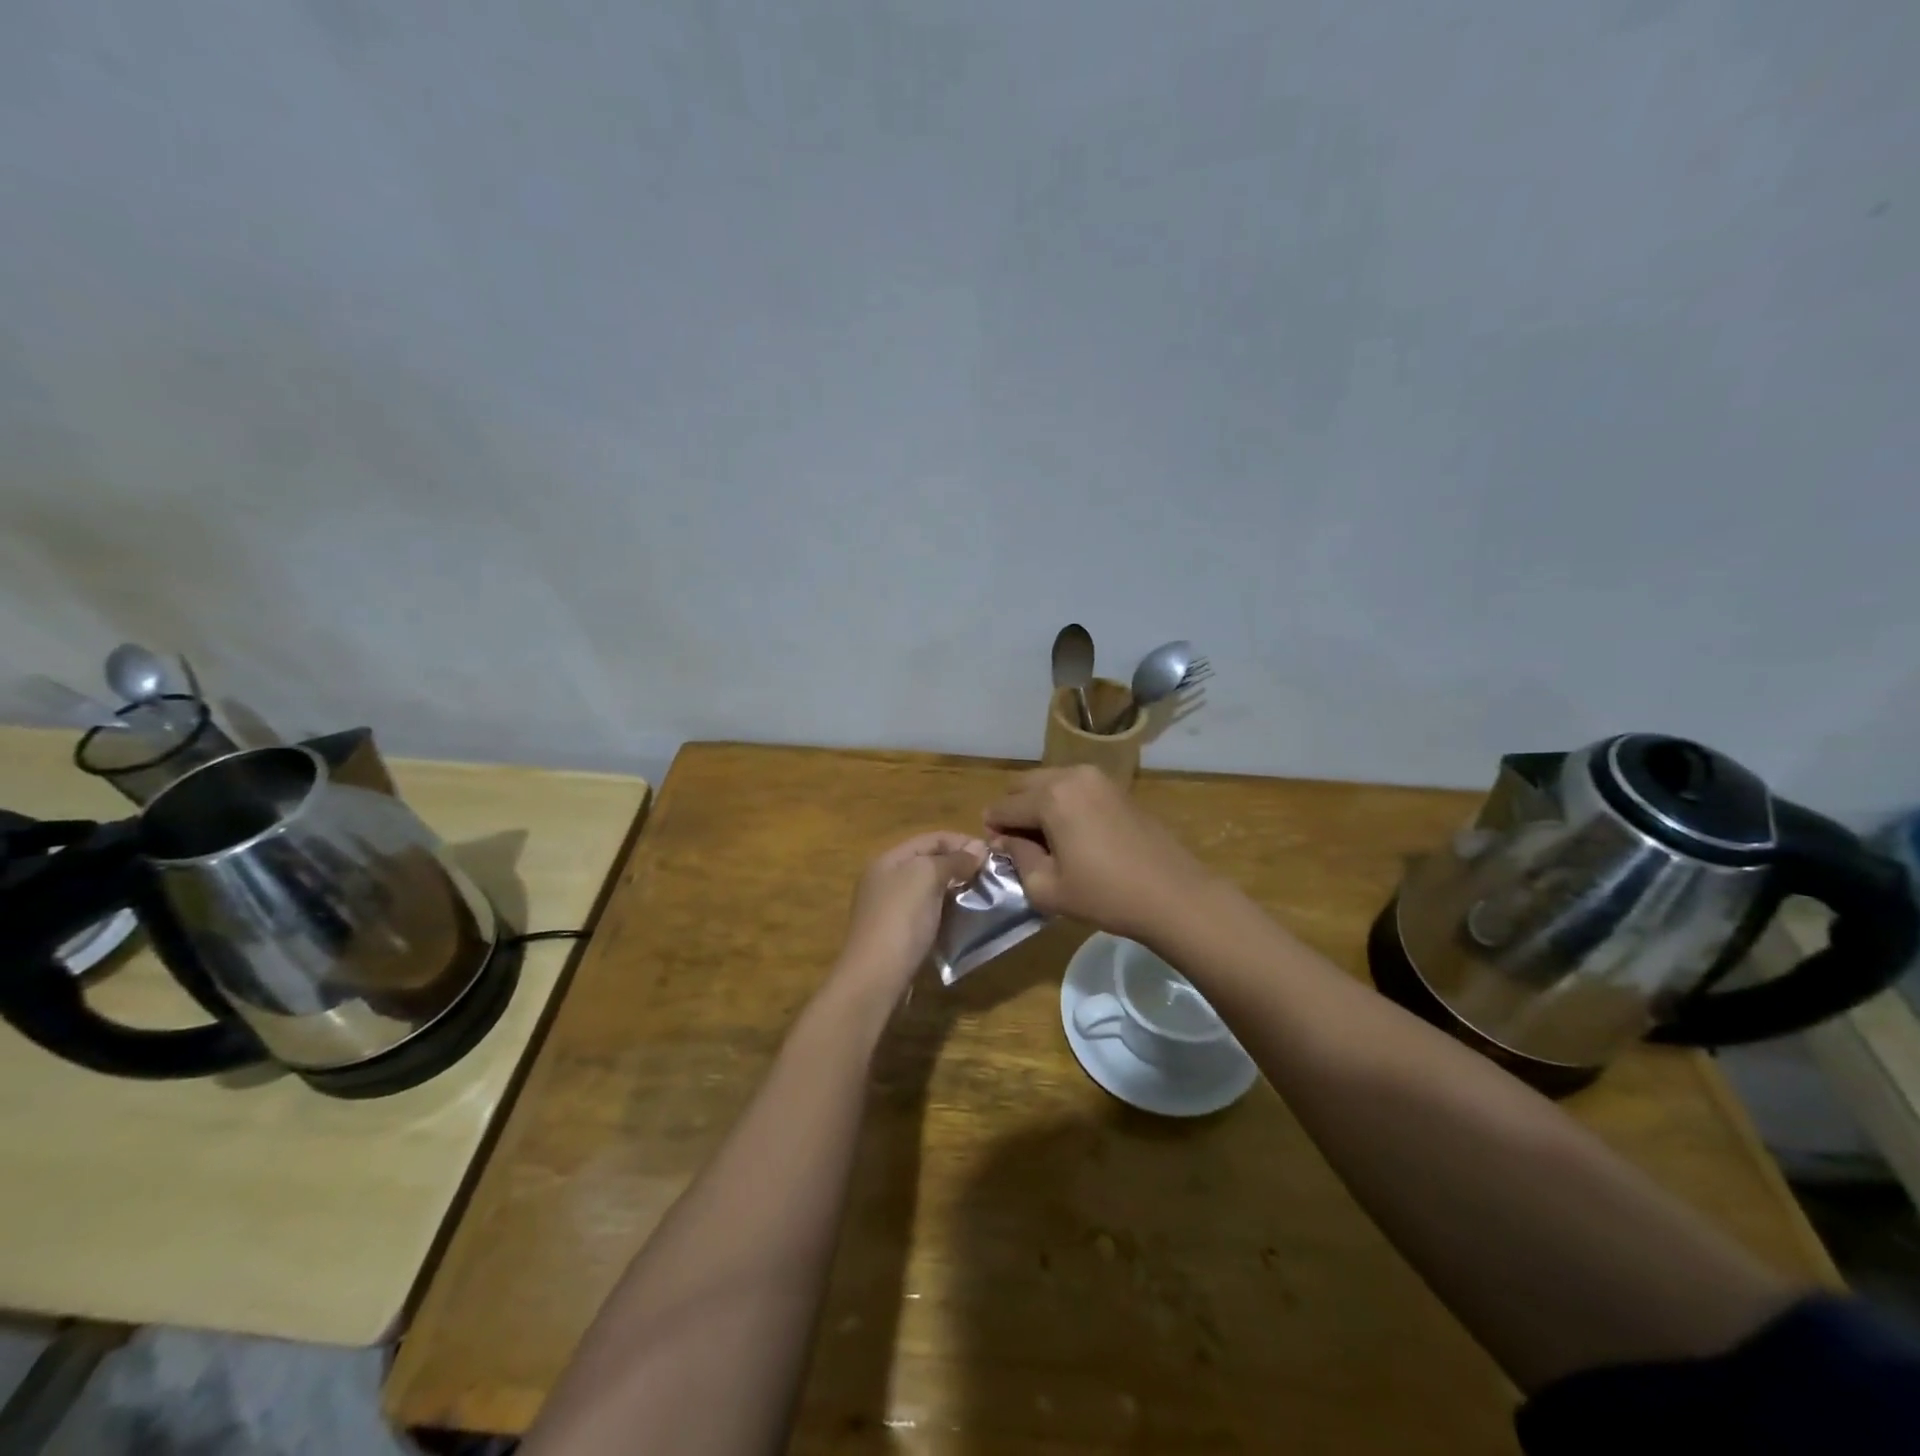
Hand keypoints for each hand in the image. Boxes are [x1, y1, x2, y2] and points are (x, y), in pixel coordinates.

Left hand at [834, 831, 987, 997]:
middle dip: (960, 865)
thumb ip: (952, 860)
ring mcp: (890, 910)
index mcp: (888, 860)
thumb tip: (978, 848)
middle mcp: (886, 880)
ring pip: (930, 890)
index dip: (961, 842)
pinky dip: (947, 912)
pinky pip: (928, 913)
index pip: (931, 839)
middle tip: (991, 876)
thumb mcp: (926, 877)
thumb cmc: (901, 919)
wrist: (875, 978)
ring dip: (956, 890)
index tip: (992, 854)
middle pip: (929, 863)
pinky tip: (964, 919)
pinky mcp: (898, 936)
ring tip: (983, 896)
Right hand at [984, 766, 1214, 943]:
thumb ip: (1018, 857)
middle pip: (1023, 785)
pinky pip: (1074, 786)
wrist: (1173, 894)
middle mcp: (1071, 775)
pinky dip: (1062, 802)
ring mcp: (1097, 777)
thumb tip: (1006, 840)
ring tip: (1046, 840)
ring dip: (1038, 803)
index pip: (1004, 807)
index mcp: (1050, 797)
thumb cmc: (1105, 895)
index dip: (993, 830)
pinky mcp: (1116, 787)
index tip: (997, 853)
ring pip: (1049, 781)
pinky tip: (1072, 833)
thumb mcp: (1047, 887)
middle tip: (1019, 844)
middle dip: (1014, 810)